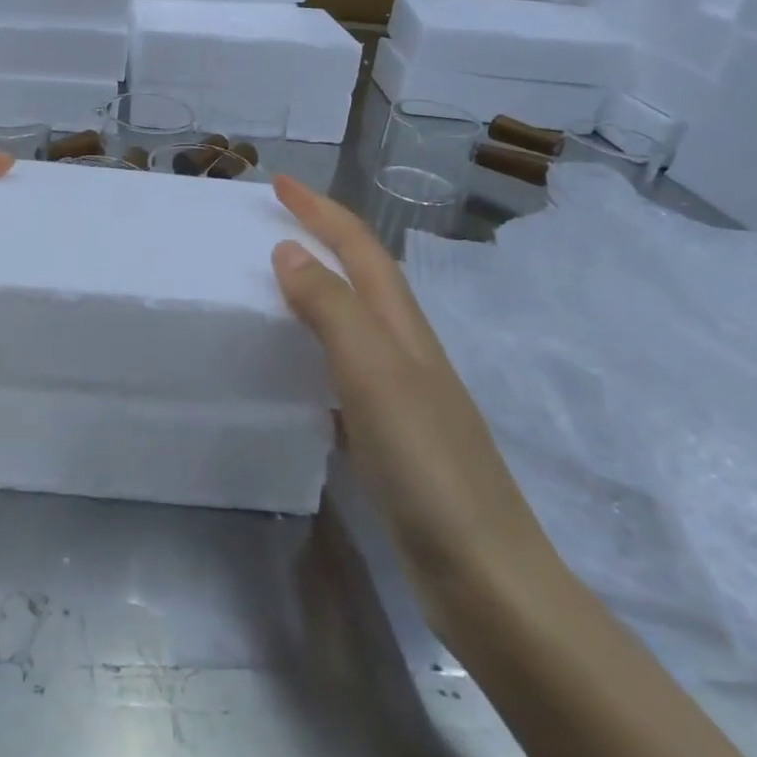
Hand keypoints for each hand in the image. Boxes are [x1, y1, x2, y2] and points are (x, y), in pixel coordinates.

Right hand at [268, 175, 556, 620]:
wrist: (483, 573)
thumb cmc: (425, 464)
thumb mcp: (373, 374)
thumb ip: (331, 309)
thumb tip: (289, 251)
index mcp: (402, 327)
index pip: (359, 249)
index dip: (321, 210)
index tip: (278, 182)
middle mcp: (405, 349)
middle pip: (362, 274)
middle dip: (323, 235)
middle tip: (273, 220)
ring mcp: (402, 392)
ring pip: (354, 318)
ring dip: (320, 285)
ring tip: (275, 277)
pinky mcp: (391, 432)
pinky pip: (345, 364)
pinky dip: (318, 343)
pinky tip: (296, 363)